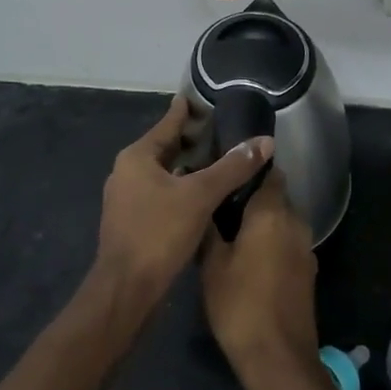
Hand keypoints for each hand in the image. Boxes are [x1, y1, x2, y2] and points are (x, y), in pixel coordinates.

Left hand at [94, 96, 273, 308]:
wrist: (125, 291)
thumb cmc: (158, 234)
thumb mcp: (200, 196)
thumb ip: (232, 167)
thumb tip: (265, 141)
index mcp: (137, 157)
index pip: (167, 123)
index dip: (187, 111)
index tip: (204, 98)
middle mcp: (127, 172)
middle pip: (164, 147)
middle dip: (192, 139)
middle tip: (223, 130)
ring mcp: (127, 199)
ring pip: (163, 172)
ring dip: (187, 166)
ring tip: (219, 160)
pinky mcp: (132, 223)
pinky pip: (161, 193)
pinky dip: (181, 188)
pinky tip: (203, 195)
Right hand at [200, 171, 318, 385]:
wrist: (279, 358)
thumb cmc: (240, 304)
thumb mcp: (212, 264)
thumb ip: (209, 228)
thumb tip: (203, 202)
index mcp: (272, 212)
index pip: (269, 172)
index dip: (249, 169)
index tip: (226, 172)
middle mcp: (296, 222)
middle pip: (276, 196)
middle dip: (252, 198)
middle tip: (221, 206)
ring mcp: (306, 248)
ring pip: (282, 222)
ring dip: (262, 223)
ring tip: (231, 233)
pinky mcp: (307, 271)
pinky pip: (287, 243)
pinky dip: (271, 243)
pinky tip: (249, 259)